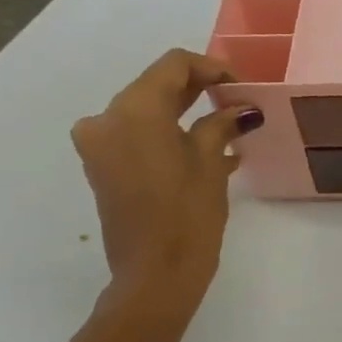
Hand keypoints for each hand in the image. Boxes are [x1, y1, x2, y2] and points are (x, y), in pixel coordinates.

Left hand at [71, 49, 261, 323]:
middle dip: (198, 90)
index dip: (212, 68)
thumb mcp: (211, 163)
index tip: (241, 86)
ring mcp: (99, 144)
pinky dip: (168, 135)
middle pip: (157, 86)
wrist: (154, 275)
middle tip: (237, 102)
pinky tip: (207, 150)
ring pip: (147, 112)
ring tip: (228, 129)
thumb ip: (221, 124)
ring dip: (185, 114)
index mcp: (134, 109)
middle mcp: (107, 118)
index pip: (174, 65)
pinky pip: (138, 136)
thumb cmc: (188, 215)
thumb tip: (239, 109)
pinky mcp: (102, 167)